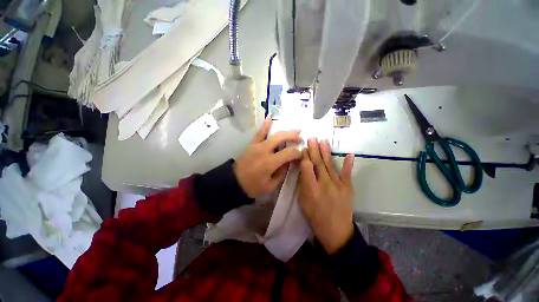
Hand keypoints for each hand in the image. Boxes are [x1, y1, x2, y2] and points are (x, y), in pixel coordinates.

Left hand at [234, 116, 302, 197]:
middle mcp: (264, 150)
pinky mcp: (252, 144)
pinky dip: (265, 124)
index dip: (297, 153)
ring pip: (274, 134)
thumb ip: (282, 173)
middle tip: (301, 138)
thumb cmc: (253, 186)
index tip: (301, 155)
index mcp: (270, 163)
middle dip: (294, 136)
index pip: (289, 153)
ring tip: (296, 129)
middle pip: (282, 138)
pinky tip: (270, 117)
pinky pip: (259, 132)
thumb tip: (289, 162)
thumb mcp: (270, 186)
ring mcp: (257, 145)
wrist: (234, 182)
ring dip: (286, 131)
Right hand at [298, 138, 354, 253]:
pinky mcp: (348, 188)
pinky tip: (350, 154)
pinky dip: (348, 164)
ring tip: (323, 141)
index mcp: (311, 188)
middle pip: (318, 163)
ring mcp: (338, 185)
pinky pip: (347, 174)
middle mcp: (325, 184)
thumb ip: (303, 184)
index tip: (303, 148)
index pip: (307, 167)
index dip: (305, 156)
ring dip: (326, 152)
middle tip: (312, 138)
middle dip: (314, 149)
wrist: (336, 231)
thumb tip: (304, 169)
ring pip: (330, 165)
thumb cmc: (315, 217)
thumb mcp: (303, 201)